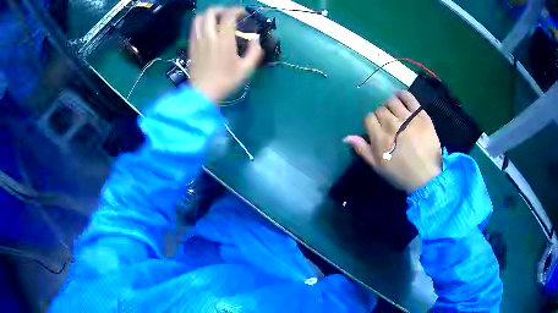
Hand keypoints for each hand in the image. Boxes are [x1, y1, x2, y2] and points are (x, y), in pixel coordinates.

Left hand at [188, 7, 262, 101]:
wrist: (203, 94)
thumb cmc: (226, 82)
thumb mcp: (246, 69)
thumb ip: (255, 51)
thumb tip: (256, 38)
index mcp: (224, 41)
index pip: (228, 16)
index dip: (237, 10)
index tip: (243, 13)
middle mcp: (209, 36)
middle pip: (211, 12)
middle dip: (222, 9)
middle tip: (229, 15)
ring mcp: (198, 40)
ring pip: (199, 18)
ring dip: (209, 15)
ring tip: (217, 20)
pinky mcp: (191, 45)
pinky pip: (193, 27)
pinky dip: (201, 23)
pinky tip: (207, 29)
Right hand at [344, 91, 441, 192]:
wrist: (426, 177)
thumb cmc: (400, 174)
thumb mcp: (378, 166)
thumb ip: (362, 149)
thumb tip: (346, 137)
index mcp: (379, 137)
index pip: (369, 118)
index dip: (372, 123)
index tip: (377, 129)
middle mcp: (391, 123)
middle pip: (380, 109)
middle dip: (382, 116)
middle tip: (389, 125)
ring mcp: (407, 118)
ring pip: (392, 101)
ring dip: (391, 106)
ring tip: (396, 113)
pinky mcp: (421, 116)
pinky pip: (409, 98)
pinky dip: (403, 94)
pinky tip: (400, 96)